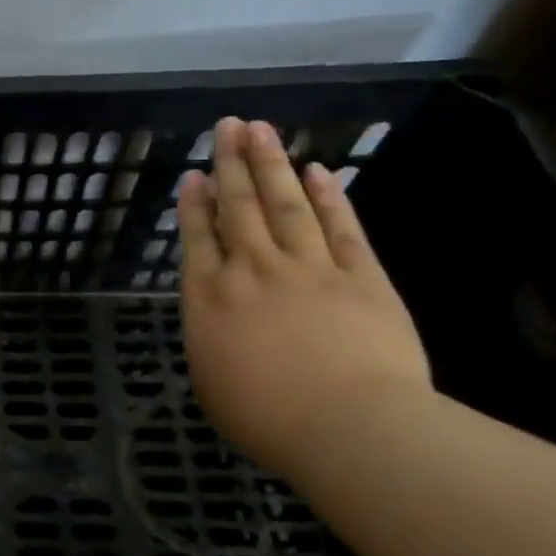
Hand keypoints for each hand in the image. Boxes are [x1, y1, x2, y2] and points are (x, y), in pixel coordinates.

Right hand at [178, 117, 431, 473]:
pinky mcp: (361, 277)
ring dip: (270, 165)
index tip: (194, 174)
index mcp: (211, 297)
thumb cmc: (267, 418)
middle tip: (227, 126)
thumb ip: (209, 335)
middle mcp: (252, 270)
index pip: (198, 237)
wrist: (351, 429)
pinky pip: (340, 228)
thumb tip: (214, 310)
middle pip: (238, 207)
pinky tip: (318, 171)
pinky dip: (329, 197)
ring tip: (260, 130)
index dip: (195, 202)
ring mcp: (308, 268)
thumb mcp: (211, 380)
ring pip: (284, 204)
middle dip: (230, 164)